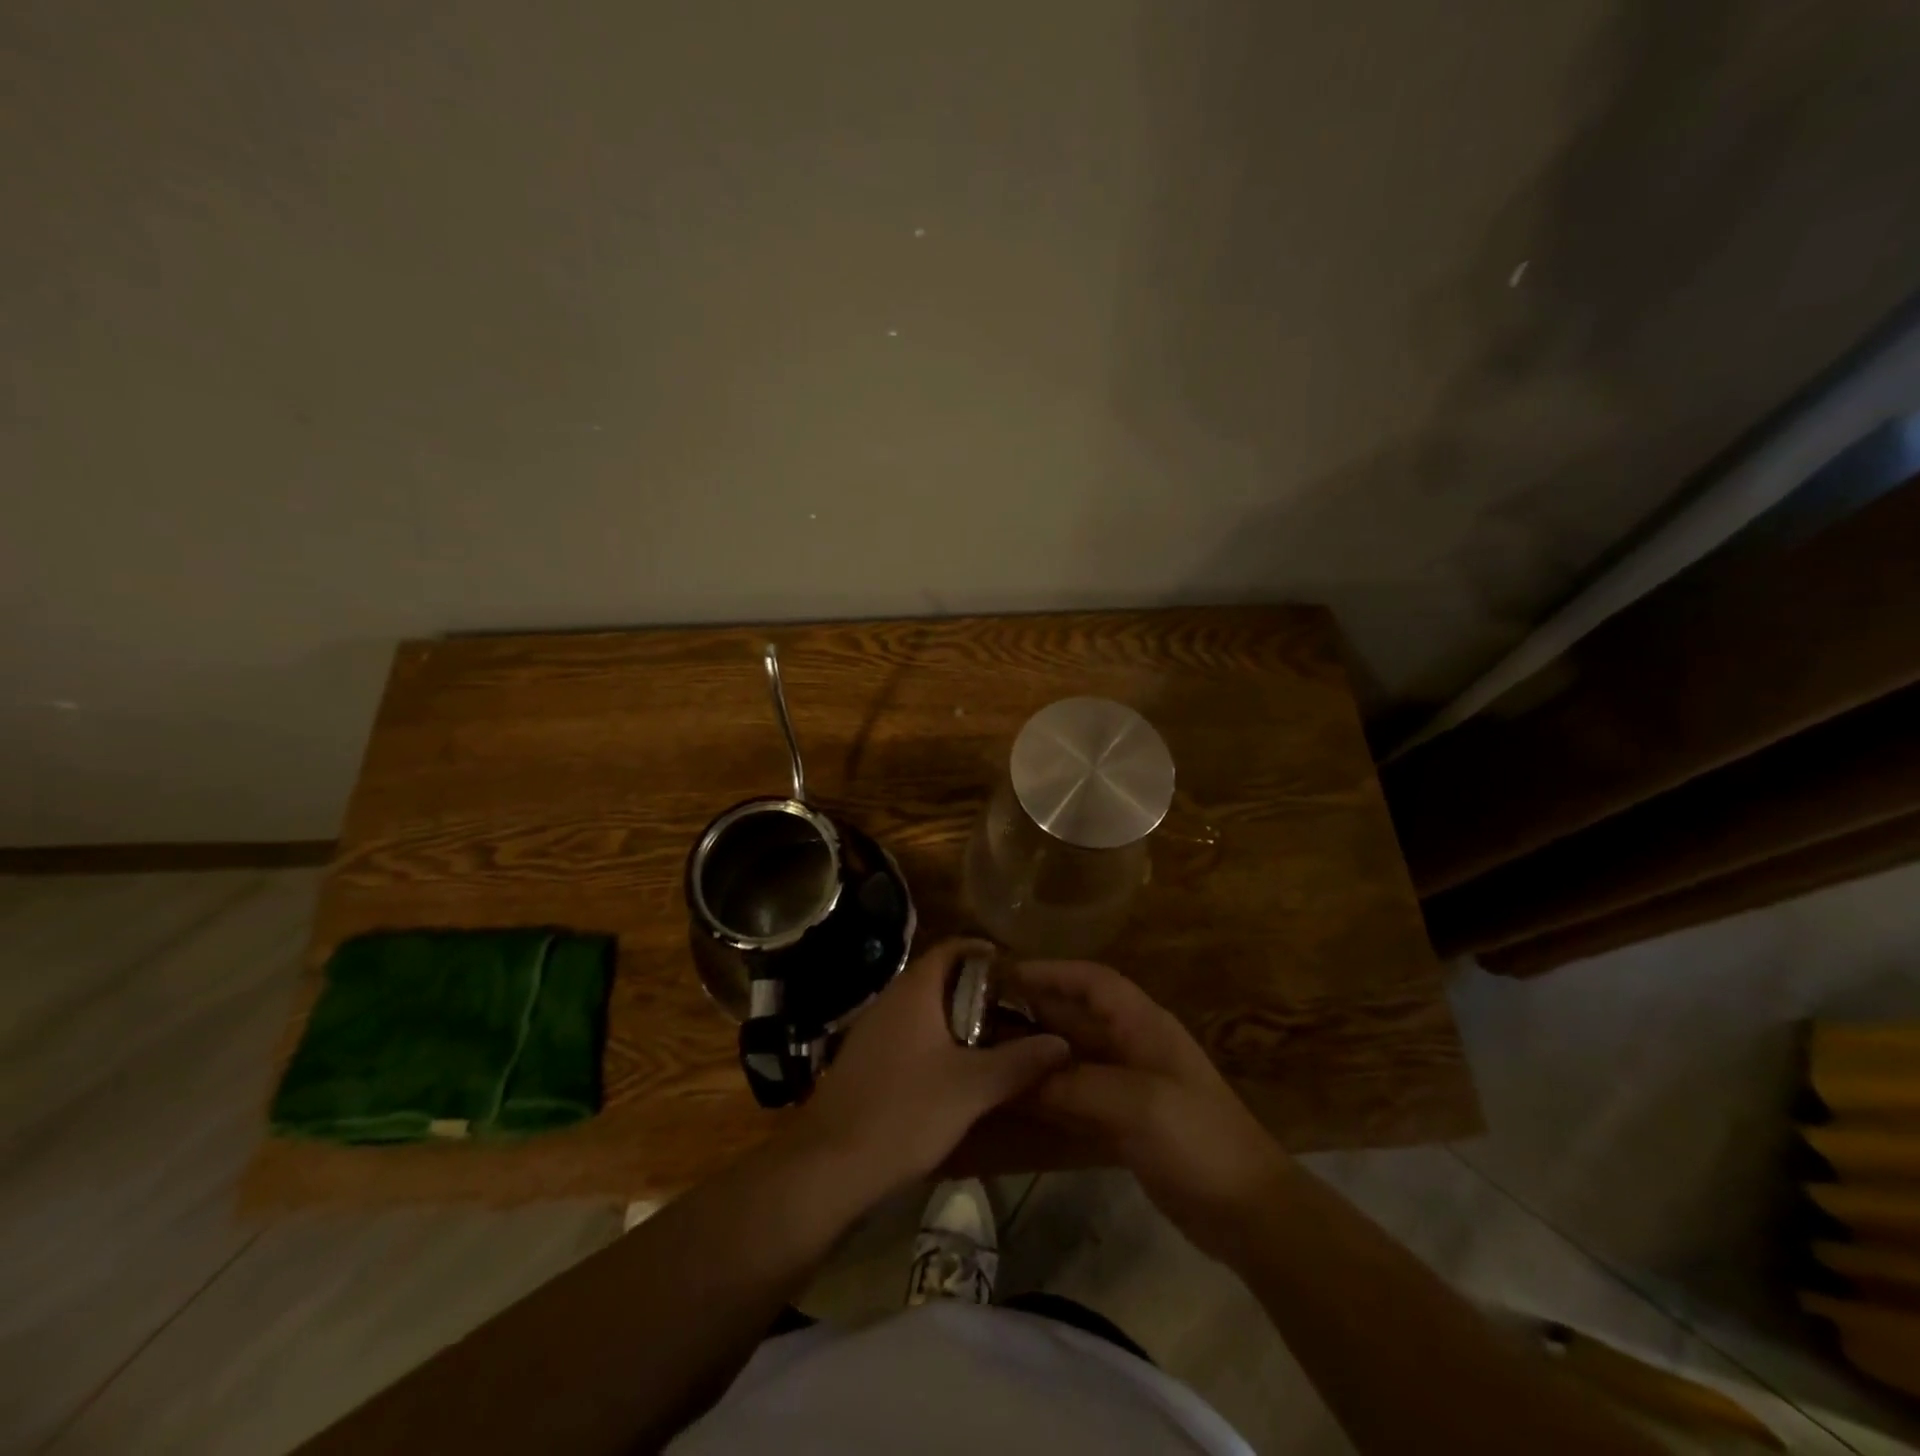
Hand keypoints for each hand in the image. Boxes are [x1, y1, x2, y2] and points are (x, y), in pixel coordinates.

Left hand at [787, 939, 1070, 1204]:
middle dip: (976, 991)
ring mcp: (872, 1031)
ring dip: (956, 1020)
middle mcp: (890, 1000)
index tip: (1017, 970)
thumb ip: (1018, 1062)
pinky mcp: (864, 1061)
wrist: (829, 1165)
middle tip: (1015, 1010)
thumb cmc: (904, 1112)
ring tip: (994, 1041)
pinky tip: (954, 1073)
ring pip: (923, 1011)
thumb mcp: (971, 1088)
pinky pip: (907, 1036)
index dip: (984, 952)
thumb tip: (1061, 1043)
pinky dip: (934, 1043)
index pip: (951, 949)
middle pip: (938, 979)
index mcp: (914, 992)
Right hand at [1006, 959, 1291, 1261]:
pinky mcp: (1123, 1123)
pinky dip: (1046, 1099)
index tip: (1004, 974)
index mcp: (1142, 1025)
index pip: (1092, 981)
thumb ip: (1075, 1084)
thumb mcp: (1136, 1104)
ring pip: (1069, 1061)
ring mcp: (1127, 1087)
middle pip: (1074, 1019)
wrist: (1248, 1211)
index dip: (1050, 972)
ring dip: (1034, 1058)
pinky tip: (1012, 1104)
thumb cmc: (1197, 1139)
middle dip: (1031, 1015)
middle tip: (977, 1020)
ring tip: (985, 1058)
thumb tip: (1018, 1074)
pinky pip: (1074, 1100)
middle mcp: (1131, 1047)